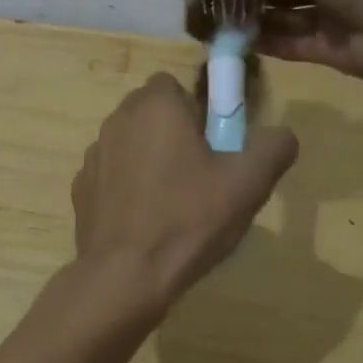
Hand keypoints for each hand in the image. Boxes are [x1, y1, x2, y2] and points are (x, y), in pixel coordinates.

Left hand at [69, 73, 296, 326]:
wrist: (124, 275)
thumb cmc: (188, 219)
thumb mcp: (248, 184)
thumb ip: (273, 148)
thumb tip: (281, 134)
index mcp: (155, 105)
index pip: (177, 86)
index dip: (199, 112)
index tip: (215, 147)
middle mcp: (118, 118)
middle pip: (154, 114)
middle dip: (176, 135)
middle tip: (202, 177)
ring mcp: (94, 153)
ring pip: (133, 144)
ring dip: (151, 161)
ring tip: (176, 206)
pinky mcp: (81, 186)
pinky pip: (114, 175)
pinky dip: (129, 189)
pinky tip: (147, 223)